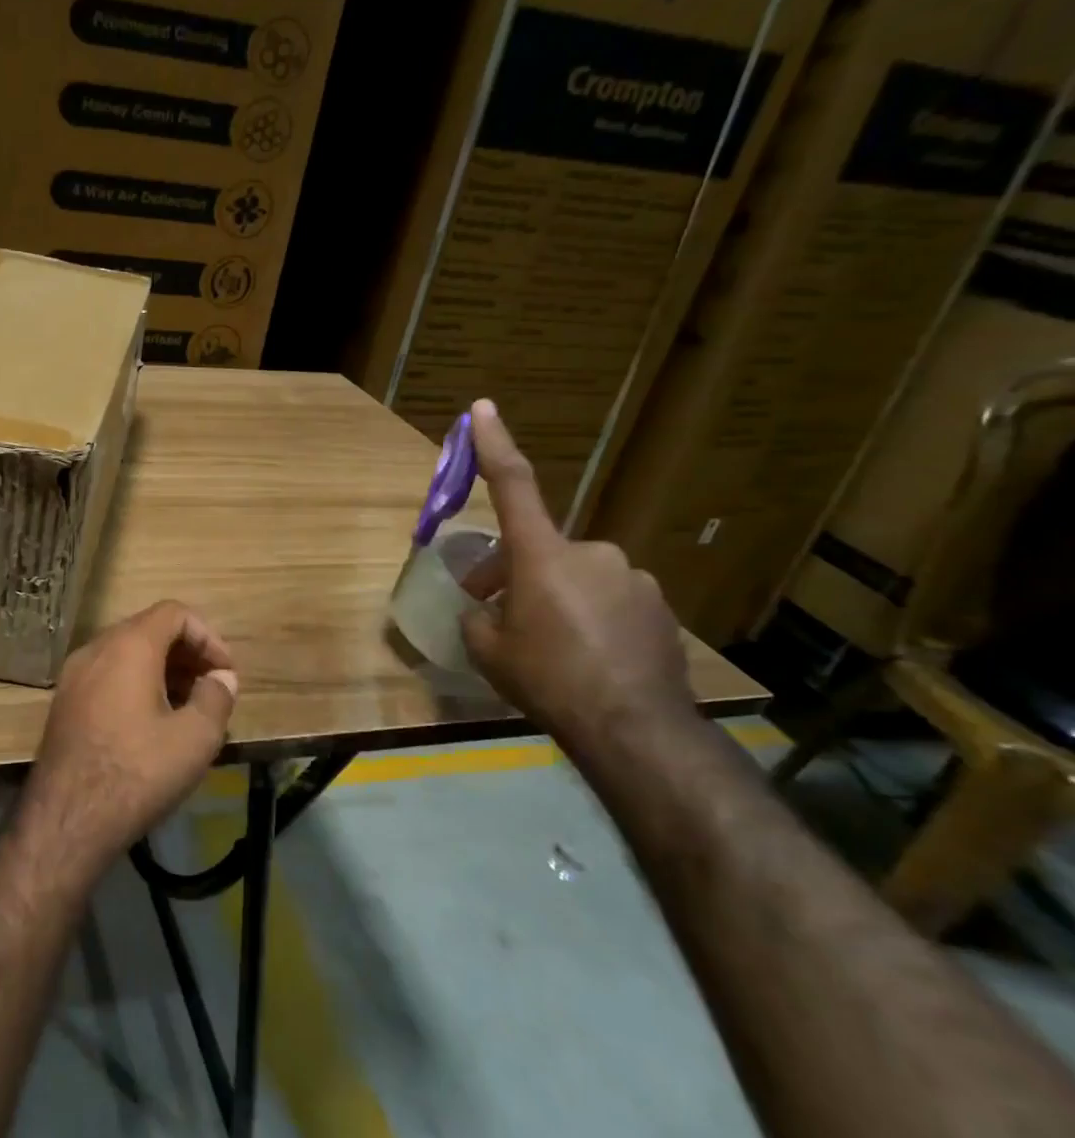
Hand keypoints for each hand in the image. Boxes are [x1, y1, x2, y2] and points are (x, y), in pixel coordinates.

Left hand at [13, 601, 237, 882]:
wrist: (68, 818)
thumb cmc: (138, 771)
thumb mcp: (195, 738)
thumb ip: (216, 698)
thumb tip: (221, 678)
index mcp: (129, 646)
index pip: (174, 612)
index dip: (208, 635)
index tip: (225, 672)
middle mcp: (96, 649)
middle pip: (148, 629)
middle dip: (186, 652)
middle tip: (211, 687)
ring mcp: (74, 675)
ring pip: (125, 653)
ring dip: (162, 669)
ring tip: (187, 707)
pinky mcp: (64, 702)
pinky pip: (107, 675)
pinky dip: (135, 683)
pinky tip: (152, 722)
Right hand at [459, 400, 695, 763]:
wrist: (636, 728)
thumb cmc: (548, 680)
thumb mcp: (488, 652)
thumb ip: (479, 619)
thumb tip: (486, 612)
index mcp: (542, 556)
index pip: (512, 487)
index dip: (494, 446)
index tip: (483, 409)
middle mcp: (591, 553)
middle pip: (541, 552)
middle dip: (516, 575)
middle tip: (499, 616)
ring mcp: (631, 578)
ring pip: (577, 578)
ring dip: (557, 599)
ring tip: (552, 649)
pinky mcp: (658, 606)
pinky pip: (610, 600)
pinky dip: (592, 618)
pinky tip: (590, 659)